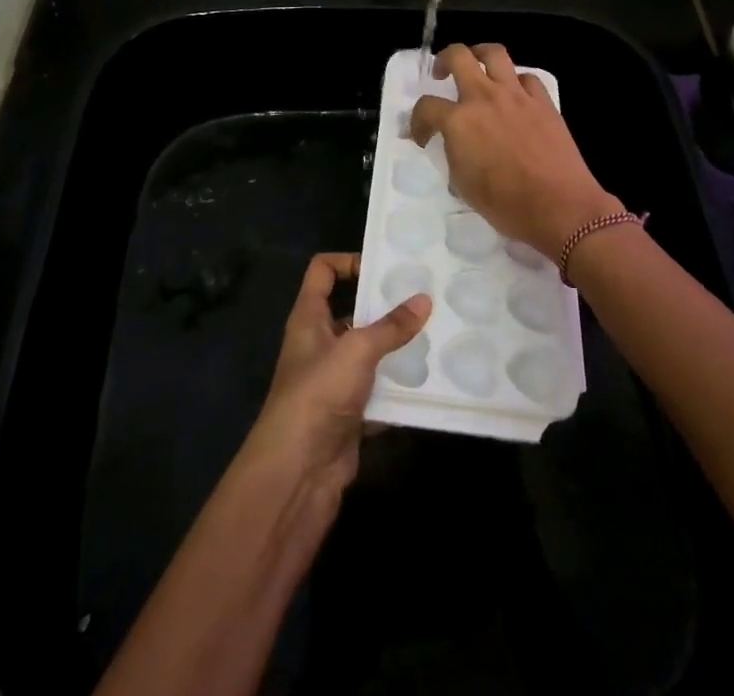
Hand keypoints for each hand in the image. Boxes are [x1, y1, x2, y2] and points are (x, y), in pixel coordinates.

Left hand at [242, 253, 430, 505]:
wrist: (298, 471)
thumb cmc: (319, 392)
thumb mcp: (358, 349)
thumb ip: (391, 326)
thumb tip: (424, 299)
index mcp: (309, 318)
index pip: (323, 271)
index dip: (349, 261)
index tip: (384, 267)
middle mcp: (318, 344)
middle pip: (351, 311)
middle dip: (385, 307)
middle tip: (424, 300)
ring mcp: (332, 381)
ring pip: (368, 354)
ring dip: (396, 349)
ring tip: (436, 336)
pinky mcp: (348, 414)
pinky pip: (378, 392)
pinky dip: (398, 390)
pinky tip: (429, 382)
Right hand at [409, 42, 621, 260]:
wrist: (560, 206)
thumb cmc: (506, 204)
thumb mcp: (463, 184)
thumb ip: (453, 153)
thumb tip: (453, 142)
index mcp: (459, 121)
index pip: (426, 106)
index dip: (417, 121)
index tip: (422, 136)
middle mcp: (485, 97)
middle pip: (458, 56)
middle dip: (444, 60)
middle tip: (442, 74)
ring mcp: (516, 95)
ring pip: (495, 53)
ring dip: (479, 55)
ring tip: (477, 68)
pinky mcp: (543, 101)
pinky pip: (526, 77)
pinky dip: (516, 81)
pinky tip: (514, 95)